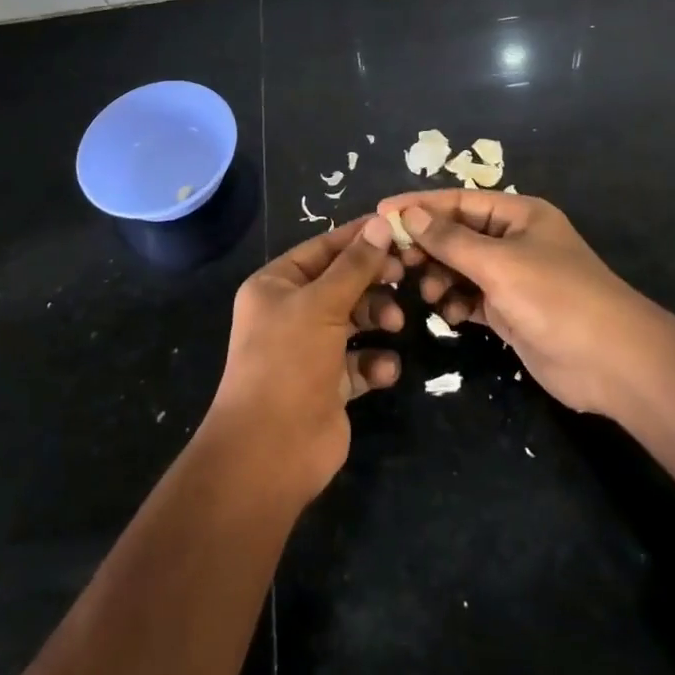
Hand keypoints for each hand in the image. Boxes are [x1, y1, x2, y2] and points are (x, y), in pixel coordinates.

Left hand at [202, 216, 405, 502]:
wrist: (270, 451)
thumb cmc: (289, 361)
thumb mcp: (322, 304)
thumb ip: (355, 265)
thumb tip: (380, 223)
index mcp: (276, 285)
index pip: (323, 248)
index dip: (359, 238)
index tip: (398, 229)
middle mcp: (291, 312)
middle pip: (342, 283)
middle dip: (373, 281)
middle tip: (404, 276)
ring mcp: (310, 350)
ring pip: (355, 320)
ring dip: (378, 318)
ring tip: (396, 325)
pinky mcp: (329, 384)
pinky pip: (360, 362)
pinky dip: (375, 363)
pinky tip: (384, 370)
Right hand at [376, 191, 655, 416]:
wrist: (611, 362)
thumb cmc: (556, 297)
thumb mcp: (499, 263)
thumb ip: (450, 240)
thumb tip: (407, 215)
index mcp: (519, 215)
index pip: (459, 201)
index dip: (420, 205)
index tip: (381, 211)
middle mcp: (514, 241)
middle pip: (457, 234)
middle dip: (427, 246)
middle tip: (393, 261)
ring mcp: (512, 278)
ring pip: (460, 268)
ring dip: (439, 277)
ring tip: (425, 292)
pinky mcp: (509, 312)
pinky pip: (469, 298)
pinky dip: (454, 303)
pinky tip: (445, 314)